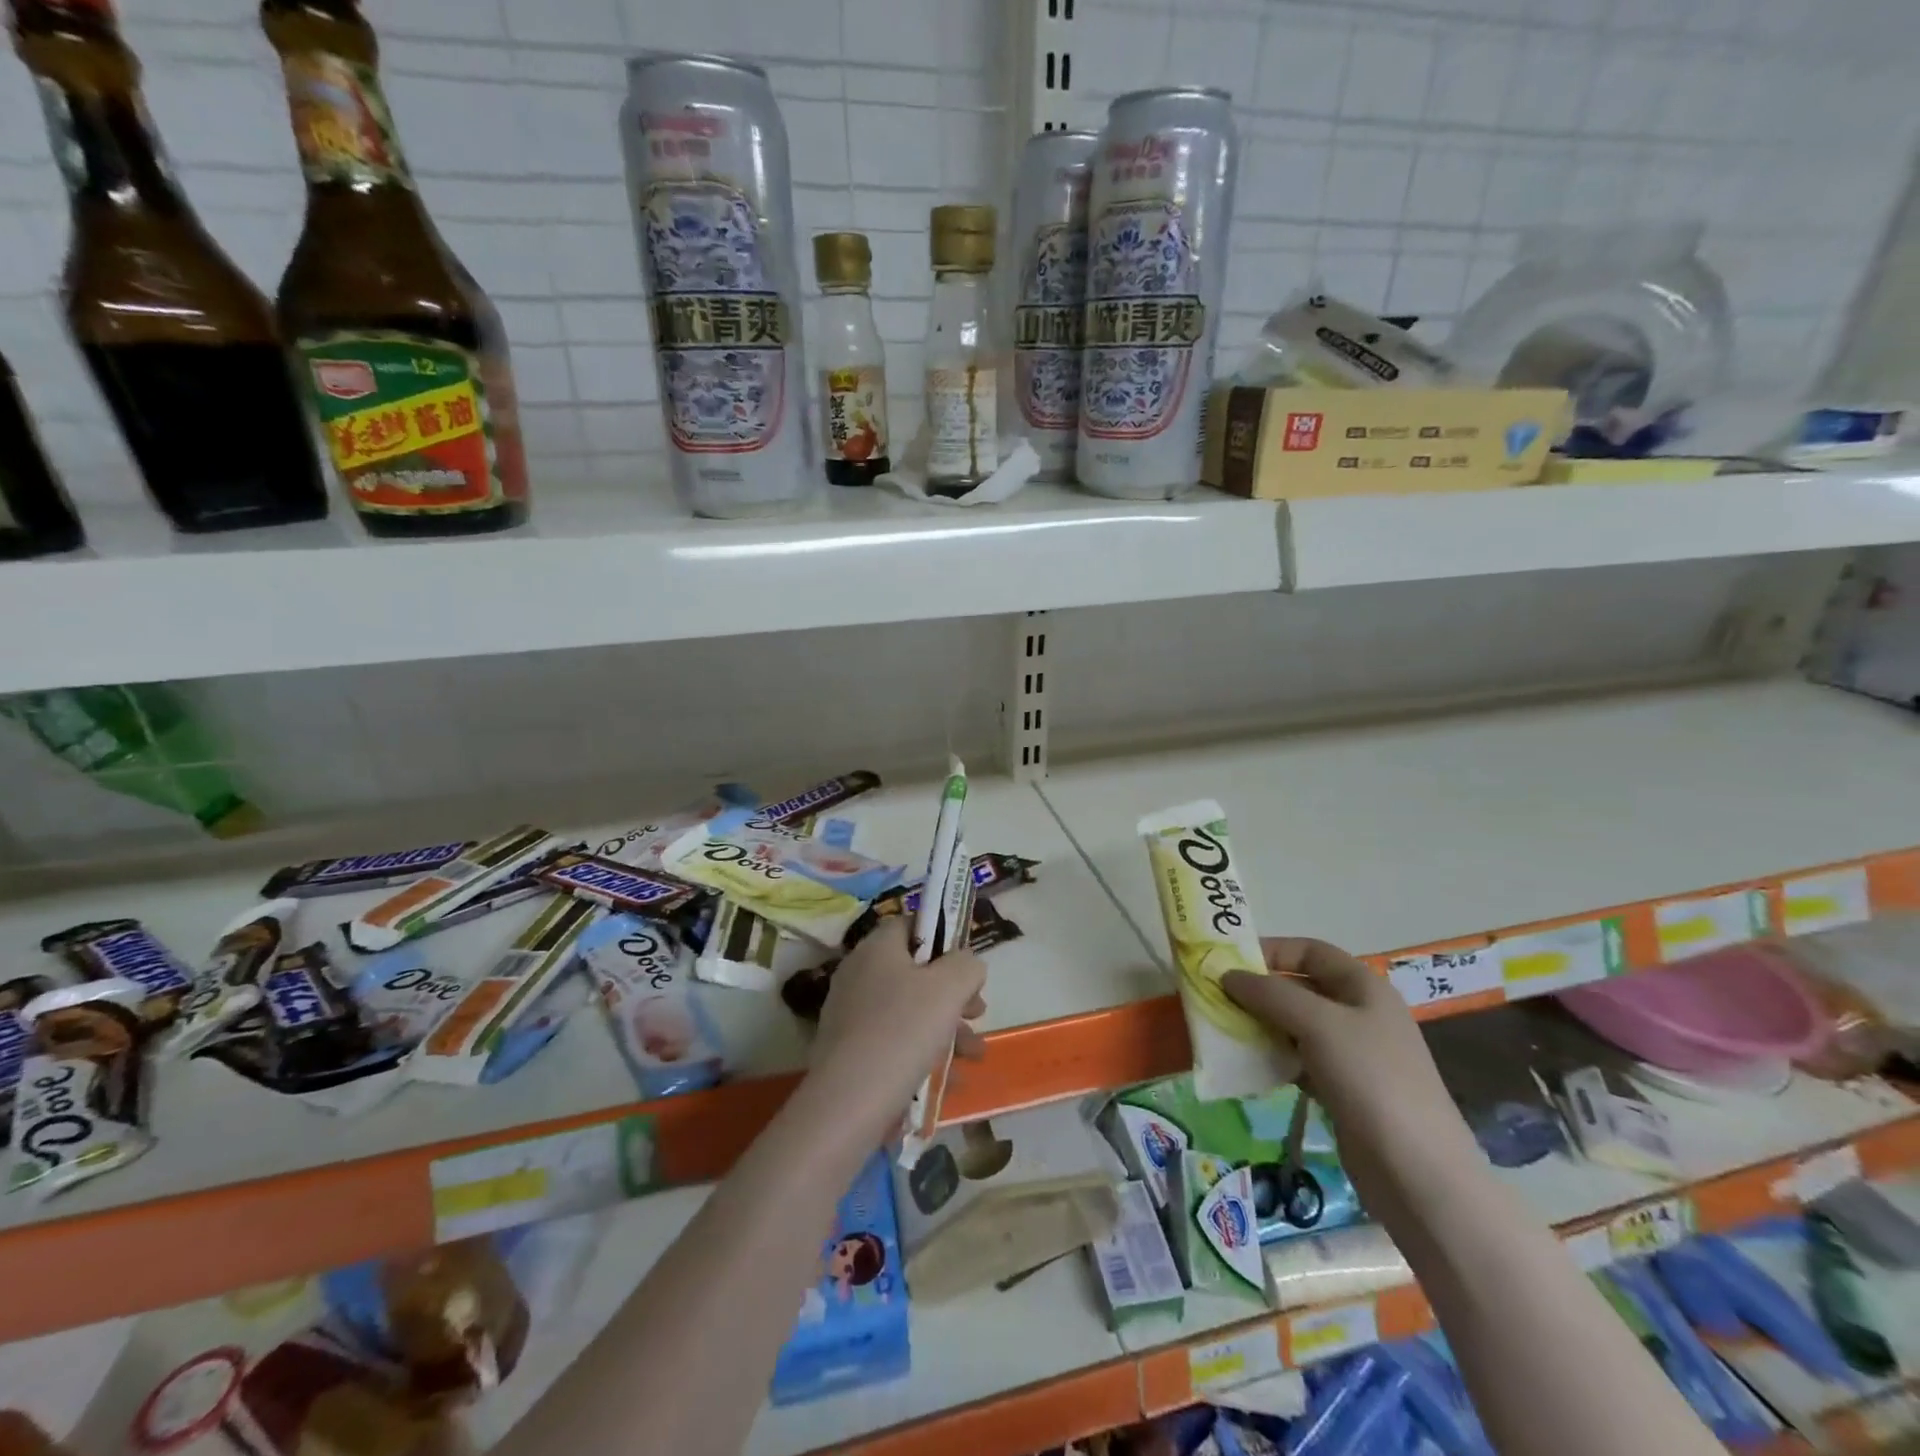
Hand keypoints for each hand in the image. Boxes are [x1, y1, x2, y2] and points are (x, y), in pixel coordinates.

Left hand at [806, 917, 986, 1144]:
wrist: (848, 1104)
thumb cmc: (903, 1032)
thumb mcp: (949, 988)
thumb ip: (967, 965)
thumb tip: (966, 964)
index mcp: (877, 948)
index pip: (913, 925)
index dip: (944, 939)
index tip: (968, 967)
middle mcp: (859, 974)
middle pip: (916, 972)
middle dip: (954, 995)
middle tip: (978, 1014)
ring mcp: (851, 1014)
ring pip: (910, 1012)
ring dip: (947, 1030)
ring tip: (974, 1057)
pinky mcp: (850, 1052)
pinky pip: (895, 1044)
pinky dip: (923, 1056)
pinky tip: (950, 1083)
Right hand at [1222, 938, 1477, 1212]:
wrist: (1417, 1172)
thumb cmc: (1371, 1079)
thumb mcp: (1318, 1023)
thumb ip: (1270, 993)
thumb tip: (1228, 975)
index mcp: (1363, 987)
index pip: (1310, 951)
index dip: (1271, 950)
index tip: (1230, 962)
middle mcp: (1359, 1013)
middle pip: (1301, 987)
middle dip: (1260, 989)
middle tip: (1218, 997)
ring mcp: (1352, 1054)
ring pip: (1296, 1025)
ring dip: (1261, 1023)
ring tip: (1225, 1029)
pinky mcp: (1342, 1089)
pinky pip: (1298, 1059)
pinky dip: (1273, 1057)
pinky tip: (1248, 1064)